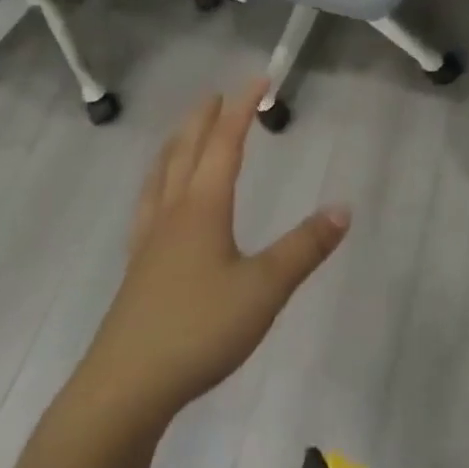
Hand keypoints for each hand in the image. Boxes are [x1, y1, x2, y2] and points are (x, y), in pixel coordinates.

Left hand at [82, 83, 349, 421]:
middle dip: (204, 119)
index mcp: (203, 206)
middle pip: (187, 150)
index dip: (241, 109)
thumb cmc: (198, 329)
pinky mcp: (138, 268)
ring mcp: (149, 240)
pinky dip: (158, 181)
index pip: (225, 143)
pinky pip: (148, 203)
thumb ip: (304, 248)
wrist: (125, 388)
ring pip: (161, 175)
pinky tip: (159, 200)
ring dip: (176, 144)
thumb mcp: (264, 289)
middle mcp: (173, 212)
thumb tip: (343, 208)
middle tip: (217, 95)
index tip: (258, 79)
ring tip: (183, 132)